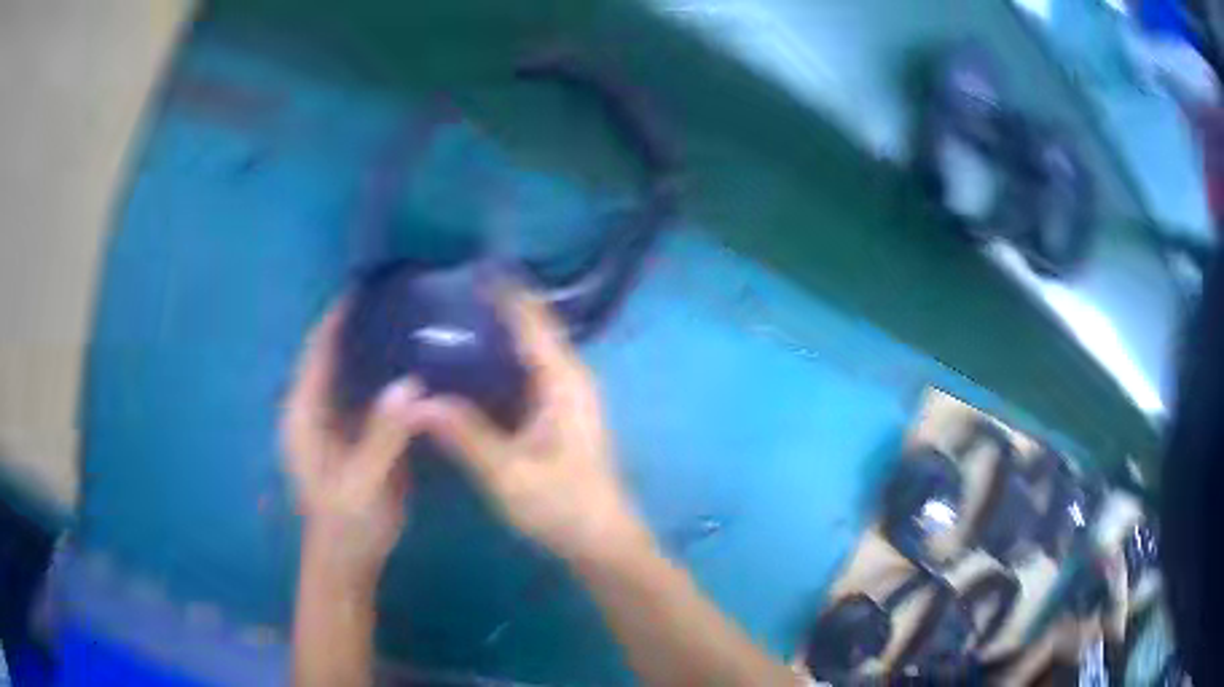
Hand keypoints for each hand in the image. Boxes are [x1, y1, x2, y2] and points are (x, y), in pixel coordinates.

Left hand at [281, 303, 424, 583]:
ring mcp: (335, 423)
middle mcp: (315, 411)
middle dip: (358, 326)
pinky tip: (416, 365)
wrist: (348, 561)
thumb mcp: (363, 483)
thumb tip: (409, 384)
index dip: (335, 319)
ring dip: (373, 348)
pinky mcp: (355, 437)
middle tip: (398, 298)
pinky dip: (385, 376)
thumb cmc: (347, 524)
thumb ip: (383, 437)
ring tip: (410, 320)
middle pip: (332, 356)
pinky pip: (368, 396)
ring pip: (351, 374)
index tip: (365, 286)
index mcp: (303, 416)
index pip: (316, 353)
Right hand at [417, 290, 647, 563]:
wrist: (602, 543)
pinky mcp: (558, 419)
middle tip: (447, 293)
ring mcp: (565, 400)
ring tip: (450, 320)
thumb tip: (417, 401)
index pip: (532, 319)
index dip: (505, 290)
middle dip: (496, 307)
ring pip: (528, 353)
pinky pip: (525, 376)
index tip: (472, 265)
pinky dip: (499, 365)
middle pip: (531, 330)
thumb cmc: (562, 506)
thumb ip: (464, 435)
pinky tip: (467, 368)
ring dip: (497, 335)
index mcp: (563, 381)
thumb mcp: (508, 473)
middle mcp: (569, 380)